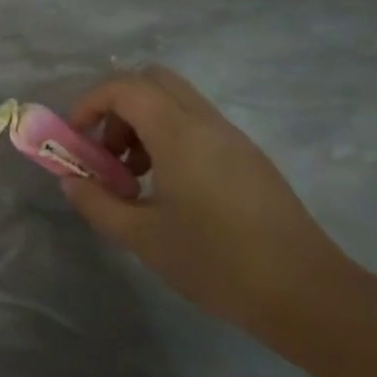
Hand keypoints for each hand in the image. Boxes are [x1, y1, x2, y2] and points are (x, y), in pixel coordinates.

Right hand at [57, 68, 351, 333]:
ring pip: (176, 102)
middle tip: (107, 152)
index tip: (75, 139)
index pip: (124, 87)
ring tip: (134, 178)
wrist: (306, 294)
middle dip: (117, 107)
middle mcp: (207, 123)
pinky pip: (197, 125)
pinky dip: (169, 139)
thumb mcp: (141, 237)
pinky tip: (169, 190)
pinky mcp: (248, 158)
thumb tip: (70, 181)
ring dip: (143, 124)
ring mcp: (233, 138)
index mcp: (179, 134)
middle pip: (152, 81)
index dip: (89, 103)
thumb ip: (97, 203)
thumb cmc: (216, 262)